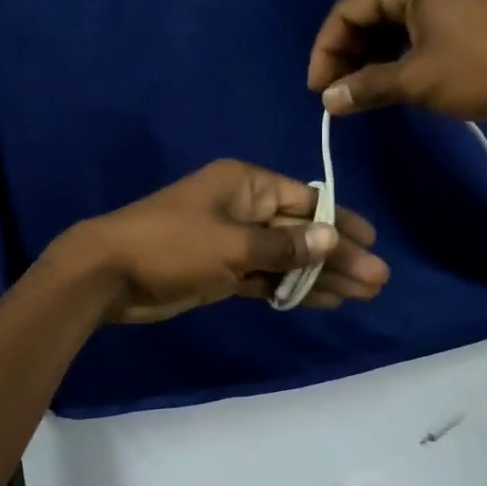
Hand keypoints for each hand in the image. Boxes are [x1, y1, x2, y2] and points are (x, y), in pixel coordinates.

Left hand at [48, 159, 389, 323]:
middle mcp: (243, 208)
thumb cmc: (172, 245)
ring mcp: (232, 242)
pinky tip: (323, 301)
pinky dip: (290, 289)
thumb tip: (332, 239)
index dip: (340, 222)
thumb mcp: (232, 244)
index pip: (305, 200)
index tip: (372, 243)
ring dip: (319, 276)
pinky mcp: (222, 271)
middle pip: (300, 232)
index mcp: (245, 185)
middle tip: (377, 281)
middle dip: (337, 256)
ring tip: (361, 295)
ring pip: (286, 258)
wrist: (109, 274)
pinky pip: (266, 278)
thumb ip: (283, 247)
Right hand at [307, 0, 486, 122]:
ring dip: (369, 60)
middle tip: (336, 95)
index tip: (318, 91)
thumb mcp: (418, 80)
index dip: (326, 50)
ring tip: (358, 95)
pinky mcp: (462, 20)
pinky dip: (394, 59)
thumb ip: (367, 87)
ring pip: (390, 27)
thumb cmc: (481, 69)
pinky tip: (386, 85)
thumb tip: (328, 101)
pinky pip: (413, 35)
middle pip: (367, 15)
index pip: (348, 10)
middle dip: (347, 55)